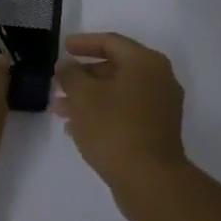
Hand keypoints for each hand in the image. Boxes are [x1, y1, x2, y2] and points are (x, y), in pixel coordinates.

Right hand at [53, 33, 188, 194]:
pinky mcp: (158, 130)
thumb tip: (66, 65)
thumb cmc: (114, 128)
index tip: (63, 47)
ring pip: (119, 93)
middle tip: (59, 81)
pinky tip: (76, 127)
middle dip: (84, 75)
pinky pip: (126, 112)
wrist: (149, 179)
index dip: (84, 43)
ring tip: (59, 108)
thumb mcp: (83, 97)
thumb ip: (71, 75)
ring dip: (89, 97)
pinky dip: (103, 113)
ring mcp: (161, 106)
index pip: (111, 42)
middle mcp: (159, 79)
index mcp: (146, 62)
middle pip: (116, 68)